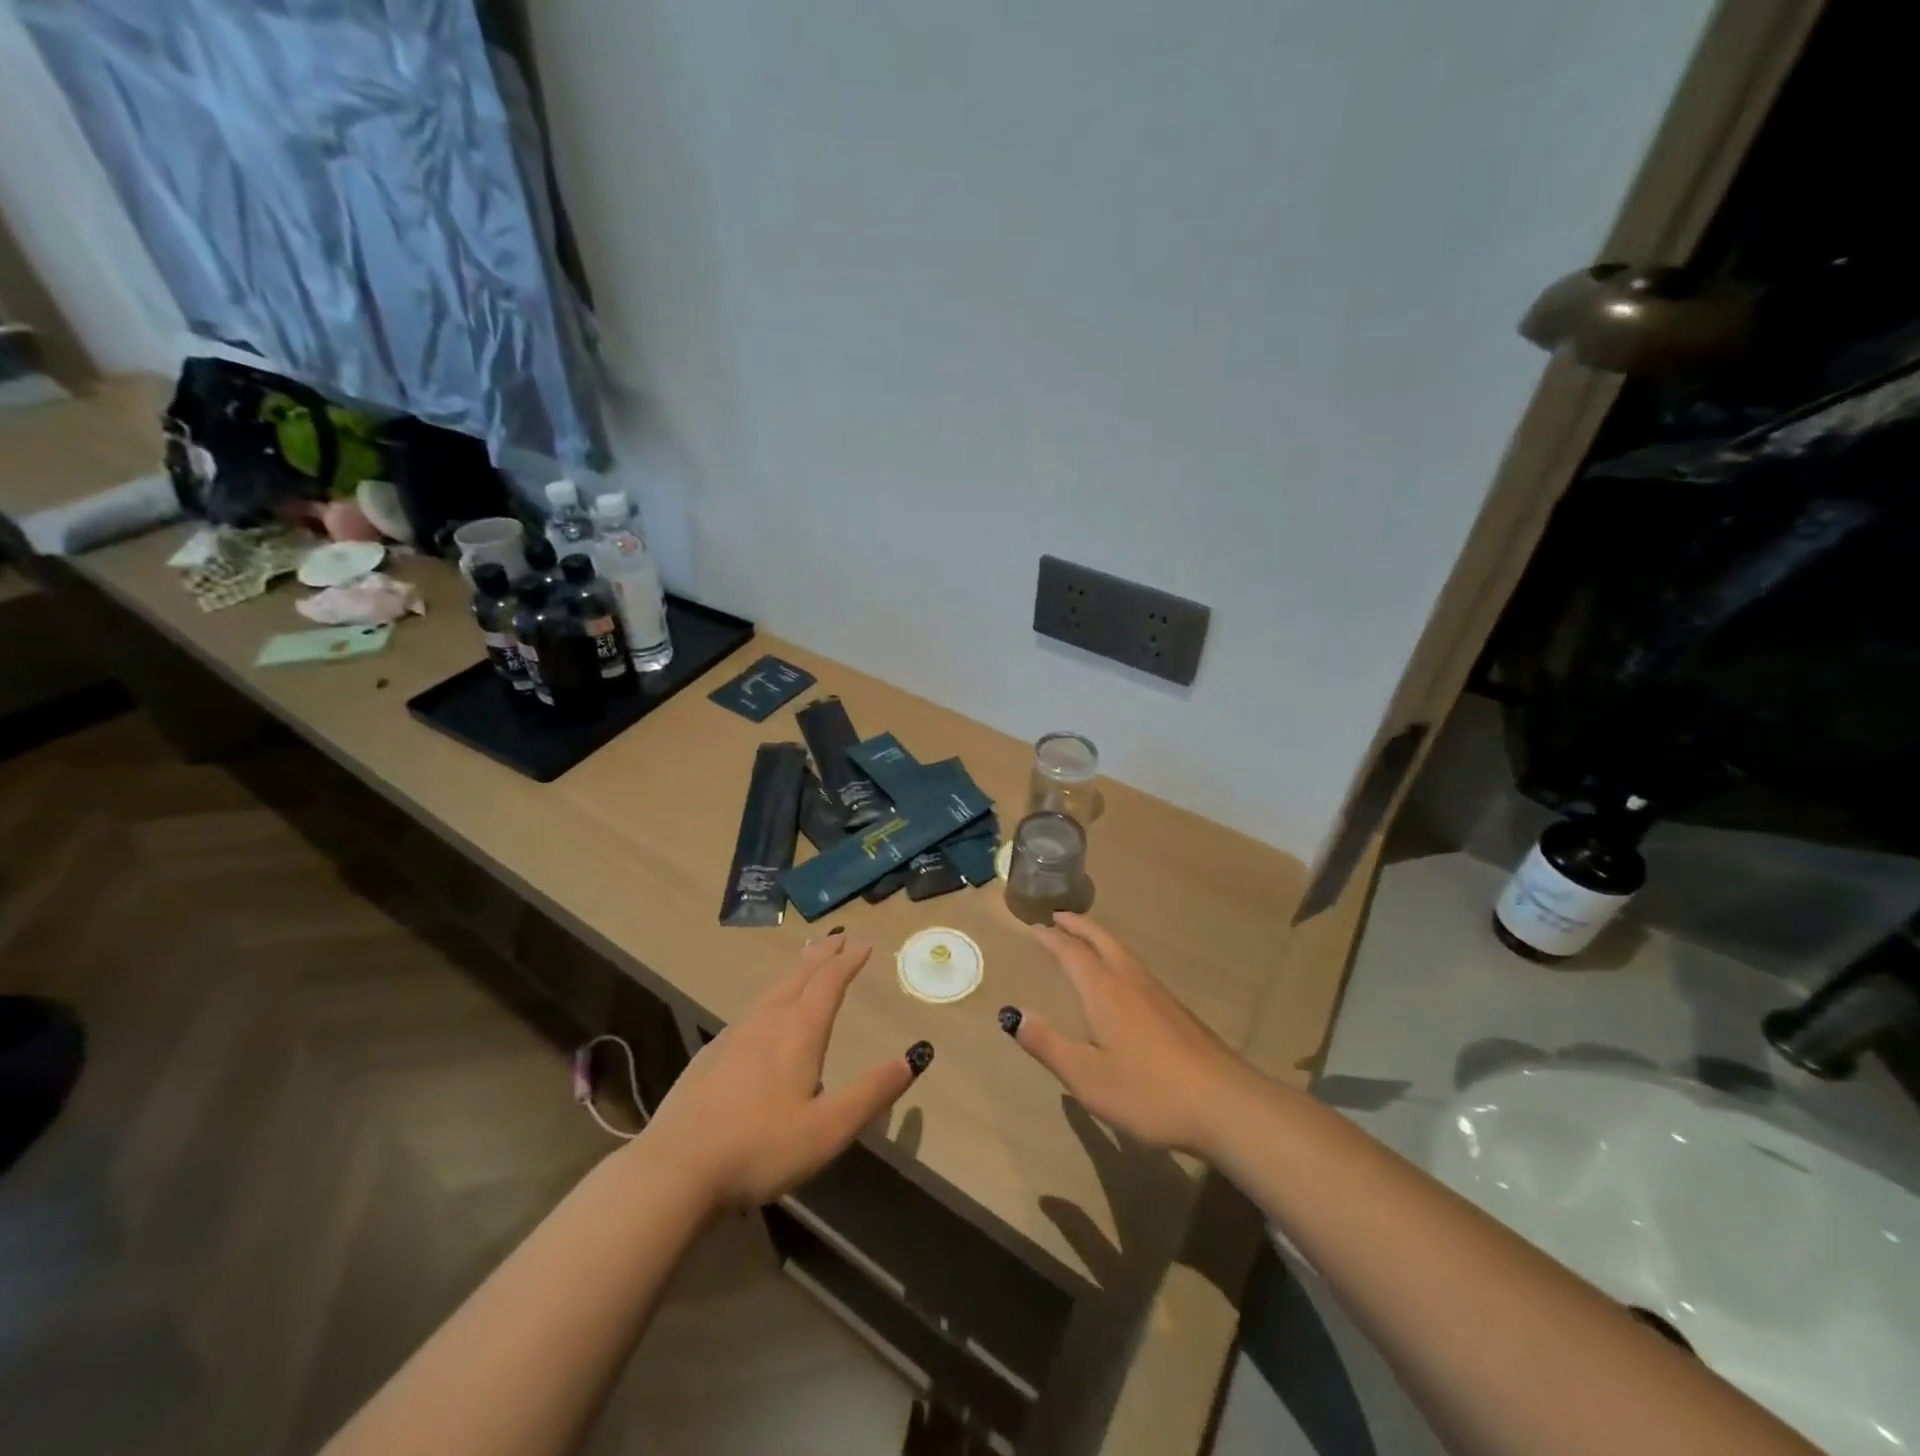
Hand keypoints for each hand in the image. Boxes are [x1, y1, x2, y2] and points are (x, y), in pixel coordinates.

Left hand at [642, 932, 929, 1209]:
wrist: (677, 1168)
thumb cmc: (761, 1148)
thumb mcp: (829, 1128)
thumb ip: (872, 1092)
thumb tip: (913, 1057)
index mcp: (799, 1032)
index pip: (829, 983)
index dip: (848, 961)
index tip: (863, 944)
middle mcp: (767, 1021)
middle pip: (799, 976)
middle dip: (822, 955)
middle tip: (838, 937)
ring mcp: (734, 1035)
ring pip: (772, 990)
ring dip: (795, 971)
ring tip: (806, 963)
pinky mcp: (710, 1055)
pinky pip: (750, 1010)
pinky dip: (770, 997)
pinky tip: (763, 1014)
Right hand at [1003, 913, 1255, 1156]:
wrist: (1225, 1104)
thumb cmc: (1149, 1091)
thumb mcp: (1087, 1077)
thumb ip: (1048, 1044)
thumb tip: (1012, 1014)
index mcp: (1104, 991)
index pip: (1071, 952)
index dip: (1051, 939)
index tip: (1034, 929)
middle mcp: (1130, 981)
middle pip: (1101, 939)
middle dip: (1078, 925)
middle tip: (1059, 917)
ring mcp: (1158, 993)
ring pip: (1122, 951)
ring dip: (1099, 938)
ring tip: (1085, 939)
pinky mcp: (1176, 1010)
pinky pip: (1136, 967)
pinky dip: (1117, 957)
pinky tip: (1121, 979)